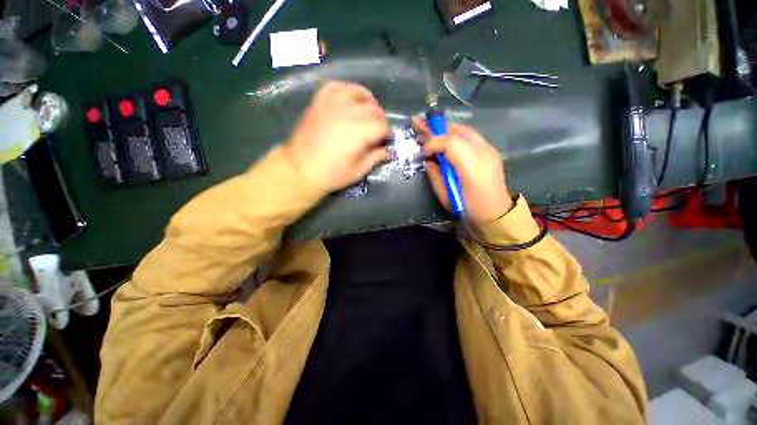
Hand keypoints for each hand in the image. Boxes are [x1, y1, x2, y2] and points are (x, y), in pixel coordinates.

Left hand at [282, 81, 391, 191]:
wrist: (300, 170)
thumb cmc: (331, 174)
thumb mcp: (358, 171)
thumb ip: (376, 158)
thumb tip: (389, 151)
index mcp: (359, 133)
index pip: (382, 125)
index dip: (388, 133)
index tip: (387, 140)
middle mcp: (347, 114)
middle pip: (373, 108)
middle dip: (381, 119)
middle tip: (379, 131)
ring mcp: (331, 105)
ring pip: (357, 92)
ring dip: (367, 100)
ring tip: (368, 110)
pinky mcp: (319, 103)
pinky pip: (335, 87)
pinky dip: (346, 89)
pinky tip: (349, 98)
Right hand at [414, 119, 512, 223]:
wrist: (496, 215)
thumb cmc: (468, 209)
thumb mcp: (445, 197)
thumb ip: (435, 175)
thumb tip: (428, 160)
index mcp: (471, 167)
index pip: (449, 142)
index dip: (432, 143)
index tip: (423, 152)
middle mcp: (483, 152)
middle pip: (457, 131)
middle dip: (436, 129)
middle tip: (420, 126)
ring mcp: (490, 150)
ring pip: (465, 130)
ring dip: (446, 131)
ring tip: (431, 132)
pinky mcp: (491, 151)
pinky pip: (471, 136)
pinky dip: (456, 136)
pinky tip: (447, 141)